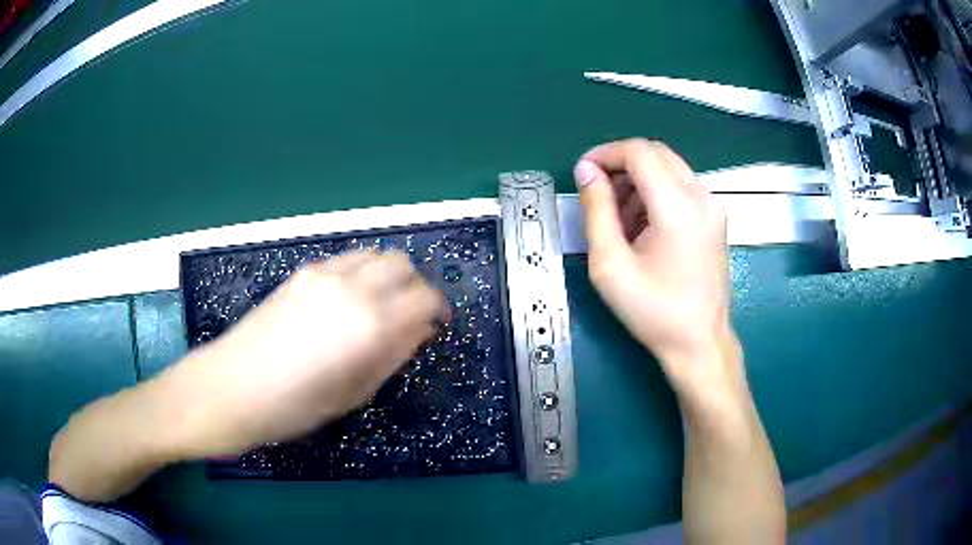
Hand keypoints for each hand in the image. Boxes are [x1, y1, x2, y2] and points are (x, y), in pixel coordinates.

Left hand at [162, 250, 447, 457]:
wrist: (230, 388)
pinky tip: (348, 302)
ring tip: (381, 307)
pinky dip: (361, 273)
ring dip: (389, 275)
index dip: (439, 310)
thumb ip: (393, 355)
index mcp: (371, 322)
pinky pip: (346, 260)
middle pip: (403, 264)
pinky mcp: (301, 273)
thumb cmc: (294, 407)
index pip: (426, 297)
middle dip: (416, 286)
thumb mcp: (354, 393)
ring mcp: (323, 274)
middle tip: (411, 317)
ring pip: (374, 254)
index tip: (436, 327)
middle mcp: (352, 286)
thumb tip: (420, 330)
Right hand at [574, 139, 739, 398]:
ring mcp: (713, 207)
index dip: (606, 154)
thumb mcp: (610, 265)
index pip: (640, 152)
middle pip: (656, 153)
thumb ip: (596, 211)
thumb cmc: (653, 311)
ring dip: (638, 179)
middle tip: (598, 193)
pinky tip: (642, 225)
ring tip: (617, 217)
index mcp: (678, 208)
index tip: (583, 173)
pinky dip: (655, 192)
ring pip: (669, 167)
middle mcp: (702, 197)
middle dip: (621, 164)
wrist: (699, 343)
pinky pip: (681, 186)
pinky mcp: (715, 218)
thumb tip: (586, 171)